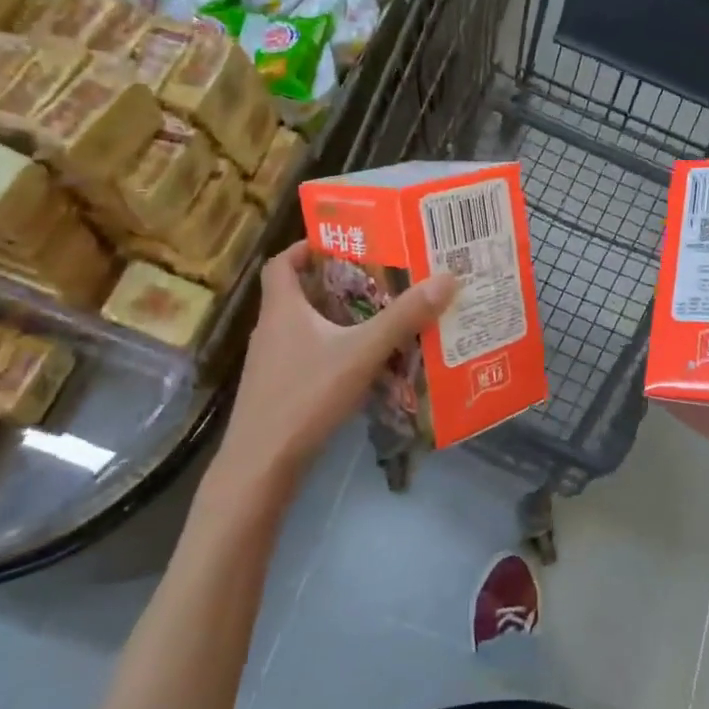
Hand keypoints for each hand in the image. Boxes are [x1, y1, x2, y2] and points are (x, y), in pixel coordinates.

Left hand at [206, 242, 456, 499]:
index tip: (341, 243)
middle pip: (299, 293)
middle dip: (335, 283)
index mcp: (282, 309)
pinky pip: (308, 355)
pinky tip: (362, 362)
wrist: (261, 465)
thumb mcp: (361, 352)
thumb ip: (403, 317)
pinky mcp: (278, 390)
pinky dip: (333, 350)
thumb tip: (447, 278)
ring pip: (305, 327)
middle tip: (377, 277)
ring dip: (336, 318)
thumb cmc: (305, 396)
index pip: (282, 263)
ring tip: (378, 315)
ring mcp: (272, 363)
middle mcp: (272, 330)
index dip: (306, 248)